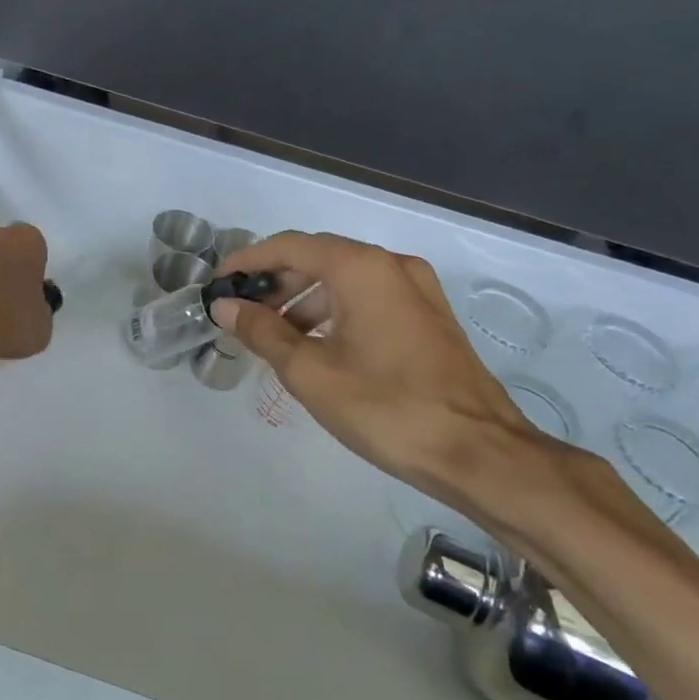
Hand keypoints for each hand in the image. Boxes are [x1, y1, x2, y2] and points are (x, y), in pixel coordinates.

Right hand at [214, 231, 561, 509]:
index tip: (218, 282)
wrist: (480, 453)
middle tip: (243, 313)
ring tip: (275, 336)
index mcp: (361, 268)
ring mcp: (417, 290)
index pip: (289, 246)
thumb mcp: (310, 373)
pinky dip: (336, 311)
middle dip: (275, 282)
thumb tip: (225, 306)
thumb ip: (262, 332)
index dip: (248, 260)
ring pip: (345, 279)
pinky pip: (369, 297)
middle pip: (318, 257)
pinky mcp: (429, 317)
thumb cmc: (387, 408)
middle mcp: (391, 265)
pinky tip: (318, 346)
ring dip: (304, 299)